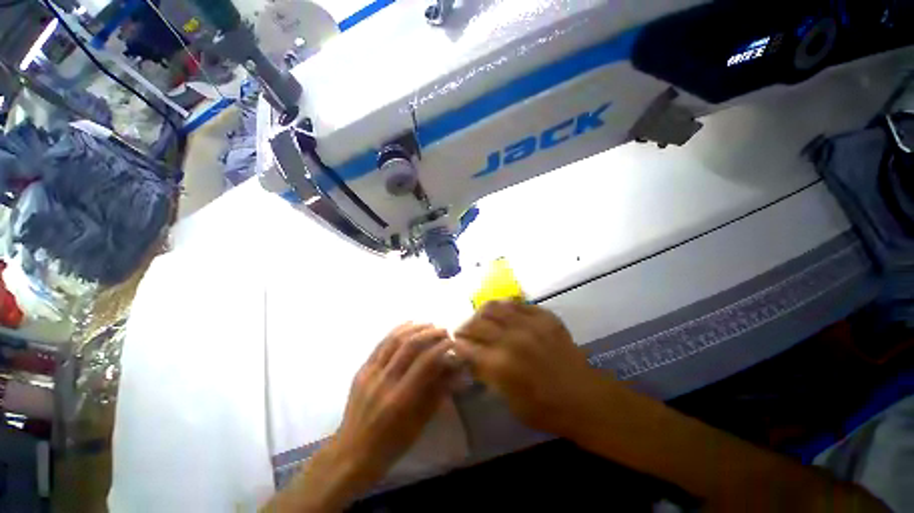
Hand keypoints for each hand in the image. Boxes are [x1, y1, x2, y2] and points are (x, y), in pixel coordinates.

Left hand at [267, 323, 457, 511]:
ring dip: (414, 328)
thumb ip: (438, 392)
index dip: (441, 348)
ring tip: (429, 324)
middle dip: (430, 333)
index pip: (425, 362)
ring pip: (394, 340)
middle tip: (443, 331)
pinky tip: (408, 325)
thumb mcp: (420, 423)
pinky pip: (380, 344)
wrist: (352, 453)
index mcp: (400, 399)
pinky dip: (396, 331)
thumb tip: (456, 371)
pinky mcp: (361, 370)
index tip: (453, 342)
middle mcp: (384, 381)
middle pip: (409, 346)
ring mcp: (369, 374)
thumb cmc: (391, 444)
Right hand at [454, 301, 610, 436]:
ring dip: (482, 312)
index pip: (466, 346)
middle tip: (465, 331)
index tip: (454, 342)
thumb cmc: (543, 407)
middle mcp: (510, 338)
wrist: (583, 397)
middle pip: (476, 323)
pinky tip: (503, 313)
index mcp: (499, 364)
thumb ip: (486, 374)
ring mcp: (528, 324)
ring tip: (481, 318)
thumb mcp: (508, 400)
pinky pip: (516, 303)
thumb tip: (470, 357)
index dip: (457, 343)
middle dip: (465, 326)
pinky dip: (504, 307)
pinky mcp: (543, 316)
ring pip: (493, 306)